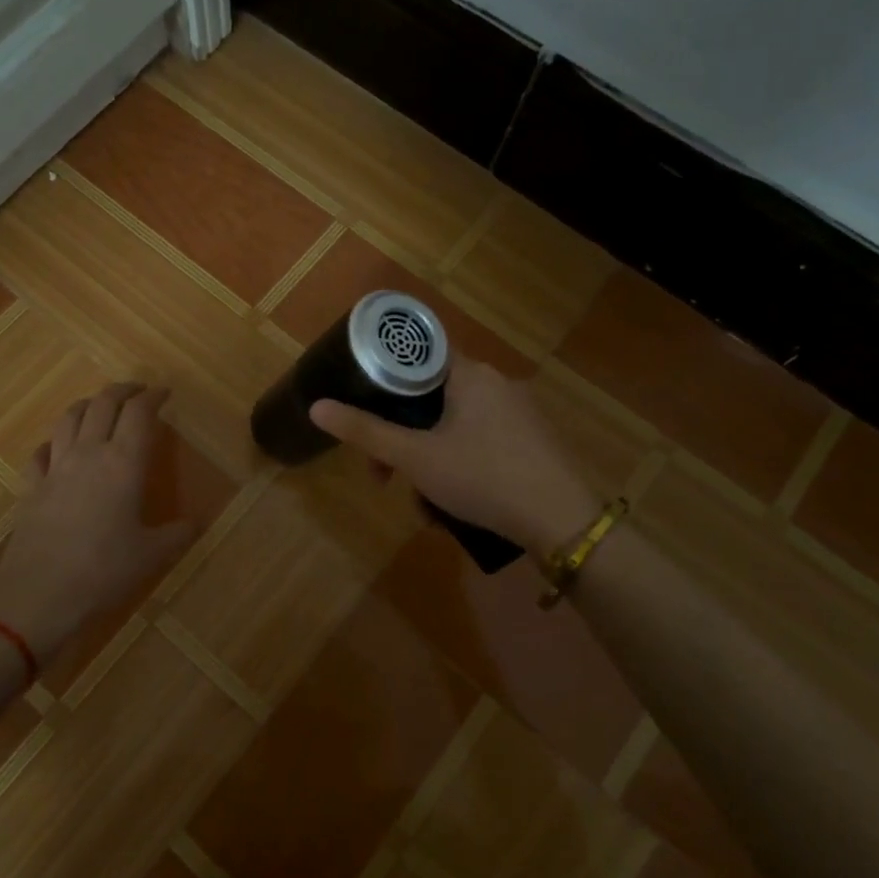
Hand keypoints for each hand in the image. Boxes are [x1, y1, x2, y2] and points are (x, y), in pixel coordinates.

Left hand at [0, 383, 193, 664]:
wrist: (38, 596)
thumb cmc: (103, 571)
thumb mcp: (151, 555)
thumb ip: (177, 534)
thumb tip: (197, 523)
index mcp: (124, 463)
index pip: (139, 412)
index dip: (153, 396)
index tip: (164, 393)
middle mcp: (88, 454)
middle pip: (103, 404)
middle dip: (122, 390)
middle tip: (137, 391)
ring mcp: (55, 468)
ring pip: (69, 418)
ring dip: (88, 405)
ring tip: (99, 407)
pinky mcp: (30, 487)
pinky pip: (41, 452)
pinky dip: (54, 442)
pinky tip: (58, 449)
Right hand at [309, 356, 600, 554]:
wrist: (562, 522)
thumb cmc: (482, 477)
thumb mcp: (416, 458)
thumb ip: (366, 433)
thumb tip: (317, 408)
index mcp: (470, 373)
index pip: (418, 355)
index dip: (386, 379)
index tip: (367, 411)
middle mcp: (497, 382)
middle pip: (432, 399)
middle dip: (403, 438)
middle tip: (386, 476)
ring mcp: (520, 412)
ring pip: (455, 426)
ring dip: (429, 460)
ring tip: (423, 504)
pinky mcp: (533, 441)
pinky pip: (482, 442)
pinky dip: (460, 465)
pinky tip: (455, 504)